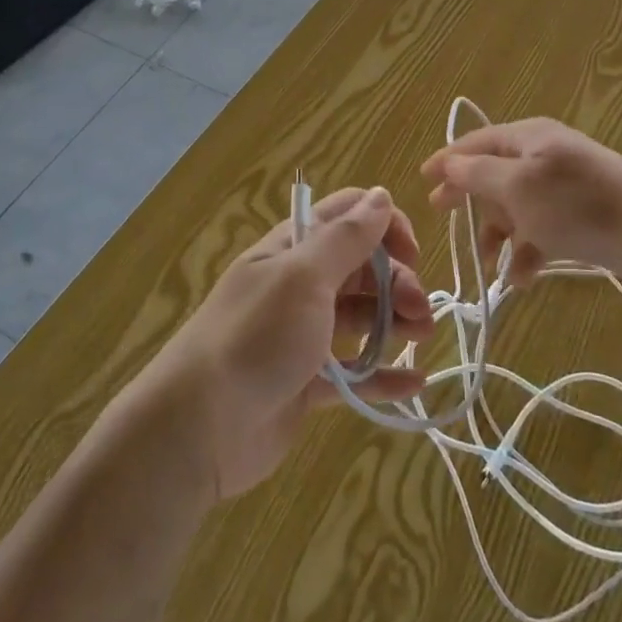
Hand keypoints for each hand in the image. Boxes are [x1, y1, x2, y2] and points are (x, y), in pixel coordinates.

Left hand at [136, 186, 434, 500]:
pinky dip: (383, 375)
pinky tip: (415, 384)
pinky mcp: (307, 382)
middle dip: (397, 281)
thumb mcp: (304, 277)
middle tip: (420, 312)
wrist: (199, 426)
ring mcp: (303, 334)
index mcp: (294, 248)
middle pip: (361, 268)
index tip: (411, 254)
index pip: (347, 216)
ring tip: (422, 339)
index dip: (384, 226)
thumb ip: (346, 238)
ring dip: (395, 322)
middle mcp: (299, 284)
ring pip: (361, 317)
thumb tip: (381, 195)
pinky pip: (354, 372)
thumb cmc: (256, 336)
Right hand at [422, 119, 621, 286]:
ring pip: (517, 205)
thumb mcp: (518, 186)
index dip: (446, 160)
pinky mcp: (582, 214)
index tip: (422, 181)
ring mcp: (564, 184)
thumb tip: (449, 163)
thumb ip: (478, 173)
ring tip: (490, 266)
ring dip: (499, 234)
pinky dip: (528, 249)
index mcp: (527, 137)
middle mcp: (544, 154)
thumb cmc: (577, 205)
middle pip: (494, 174)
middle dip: (472, 202)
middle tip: (445, 221)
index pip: (475, 141)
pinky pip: (542, 227)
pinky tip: (522, 277)